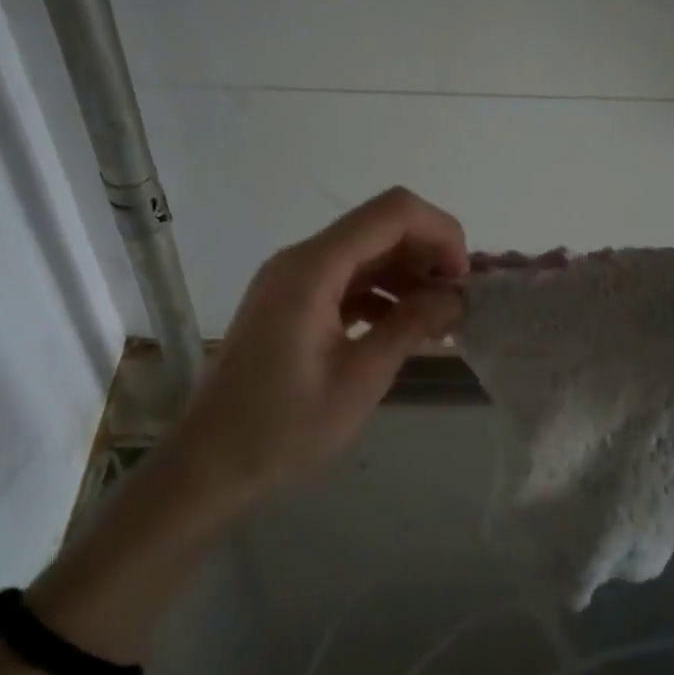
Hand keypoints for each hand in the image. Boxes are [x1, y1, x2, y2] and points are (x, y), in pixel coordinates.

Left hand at [177, 187, 467, 496]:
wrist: (210, 462)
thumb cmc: (284, 427)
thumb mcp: (360, 379)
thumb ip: (411, 326)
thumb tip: (456, 296)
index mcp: (313, 268)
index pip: (393, 212)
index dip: (440, 233)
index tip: (462, 281)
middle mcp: (301, 259)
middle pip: (381, 226)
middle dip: (428, 254)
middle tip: (456, 304)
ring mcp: (293, 278)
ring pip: (368, 252)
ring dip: (408, 275)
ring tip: (438, 321)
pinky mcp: (292, 300)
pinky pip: (348, 278)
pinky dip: (382, 293)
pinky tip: (405, 328)